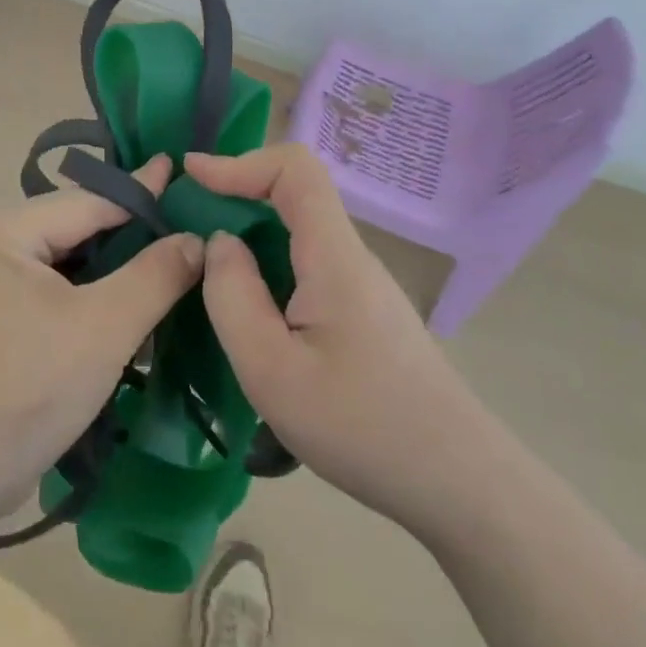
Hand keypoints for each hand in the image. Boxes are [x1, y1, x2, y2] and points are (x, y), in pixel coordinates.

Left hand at [0, 154, 204, 519]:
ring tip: (170, 259)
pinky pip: (55, 290)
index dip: (142, 194)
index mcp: (4, 229)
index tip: (182, 172)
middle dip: (131, 234)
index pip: (89, 202)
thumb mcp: (103, 328)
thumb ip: (154, 276)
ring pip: (69, 262)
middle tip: (187, 225)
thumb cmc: (29, 390)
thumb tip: (196, 238)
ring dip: (115, 268)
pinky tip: (131, 300)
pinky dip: (92, 295)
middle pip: (77, 229)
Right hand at [187, 143, 487, 533]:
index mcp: (334, 257)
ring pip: (299, 233)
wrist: (459, 484)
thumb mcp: (272, 371)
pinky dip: (268, 266)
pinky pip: (308, 265)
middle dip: (235, 195)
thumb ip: (232, 297)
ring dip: (250, 234)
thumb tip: (220, 243)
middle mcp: (351, 257)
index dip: (240, 161)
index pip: (295, 170)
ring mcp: (362, 285)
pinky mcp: (364, 312)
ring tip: (208, 272)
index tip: (192, 176)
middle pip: (294, 195)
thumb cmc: (362, 427)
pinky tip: (251, 312)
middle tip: (186, 225)